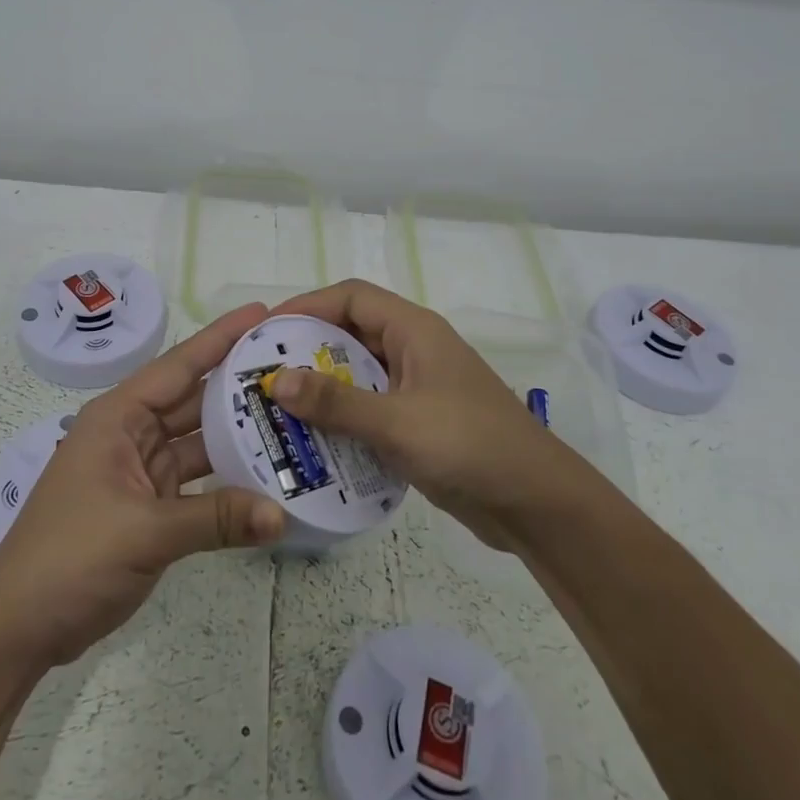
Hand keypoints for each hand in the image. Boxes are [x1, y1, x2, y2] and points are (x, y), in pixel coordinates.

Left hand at [0, 303, 285, 667]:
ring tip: (295, 418)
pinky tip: (269, 476)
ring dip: (241, 434)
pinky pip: (200, 482)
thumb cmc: (69, 558)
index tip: (264, 313)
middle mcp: (132, 434)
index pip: (179, 365)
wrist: (19, 628)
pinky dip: (230, 481)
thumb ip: (216, 519)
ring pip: (200, 442)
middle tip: (295, 368)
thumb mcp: (143, 532)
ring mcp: (142, 471)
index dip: (221, 337)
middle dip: (241, 384)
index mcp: (118, 417)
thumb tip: (282, 515)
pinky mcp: (151, 507)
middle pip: (195, 399)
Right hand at [267, 280, 576, 548]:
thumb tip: (276, 380)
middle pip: (350, 333)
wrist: (536, 502)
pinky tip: (314, 443)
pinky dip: (343, 419)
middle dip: (307, 350)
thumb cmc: (469, 445)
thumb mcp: (397, 422)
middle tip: (263, 374)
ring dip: (322, 389)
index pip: (350, 297)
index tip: (266, 331)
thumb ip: (336, 402)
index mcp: (414, 330)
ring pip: (359, 374)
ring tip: (278, 410)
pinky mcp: (419, 422)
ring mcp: (417, 387)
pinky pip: (370, 408)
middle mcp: (414, 349)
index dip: (306, 305)